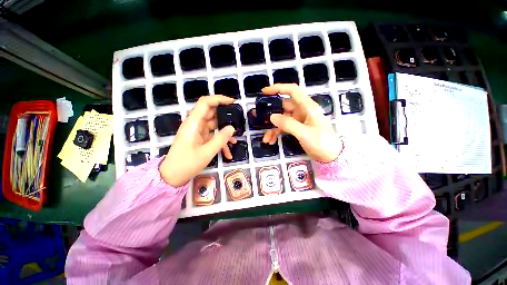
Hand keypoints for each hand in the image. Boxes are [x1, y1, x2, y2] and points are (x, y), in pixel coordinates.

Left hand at [160, 95, 236, 186]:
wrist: (172, 177)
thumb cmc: (186, 164)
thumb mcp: (207, 152)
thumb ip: (220, 139)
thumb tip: (232, 128)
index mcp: (193, 123)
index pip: (205, 103)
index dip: (218, 99)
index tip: (232, 102)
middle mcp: (195, 124)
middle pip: (211, 113)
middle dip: (225, 116)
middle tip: (237, 121)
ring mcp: (197, 132)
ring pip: (214, 126)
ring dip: (224, 133)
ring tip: (234, 141)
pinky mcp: (200, 139)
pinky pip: (212, 136)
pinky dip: (220, 142)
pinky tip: (228, 153)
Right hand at [262, 84, 341, 162]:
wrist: (331, 156)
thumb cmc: (322, 142)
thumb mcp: (304, 133)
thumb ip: (288, 124)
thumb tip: (272, 117)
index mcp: (307, 107)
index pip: (293, 91)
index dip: (279, 88)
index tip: (265, 91)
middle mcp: (302, 111)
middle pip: (283, 107)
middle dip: (270, 112)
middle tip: (258, 116)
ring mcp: (299, 120)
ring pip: (282, 119)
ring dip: (273, 128)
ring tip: (266, 139)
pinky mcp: (297, 128)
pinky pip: (284, 128)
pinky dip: (277, 133)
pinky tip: (271, 141)